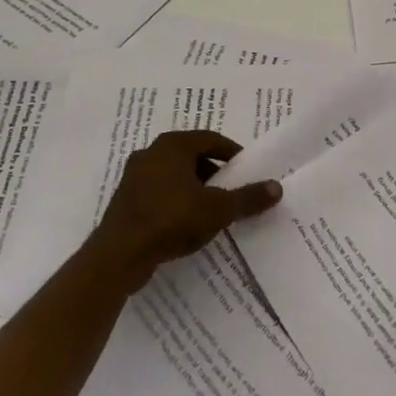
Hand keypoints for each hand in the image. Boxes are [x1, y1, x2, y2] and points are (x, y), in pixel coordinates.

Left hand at [89, 130, 281, 291]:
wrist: (118, 256)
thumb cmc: (171, 220)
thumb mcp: (217, 209)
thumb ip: (247, 198)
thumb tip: (277, 187)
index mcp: (173, 145)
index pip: (210, 139)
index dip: (231, 152)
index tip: (246, 169)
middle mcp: (151, 153)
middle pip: (191, 155)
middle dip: (213, 171)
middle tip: (230, 189)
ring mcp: (134, 176)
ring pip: (173, 174)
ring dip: (193, 186)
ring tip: (211, 208)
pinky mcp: (125, 200)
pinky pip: (158, 192)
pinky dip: (175, 200)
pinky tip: (185, 222)